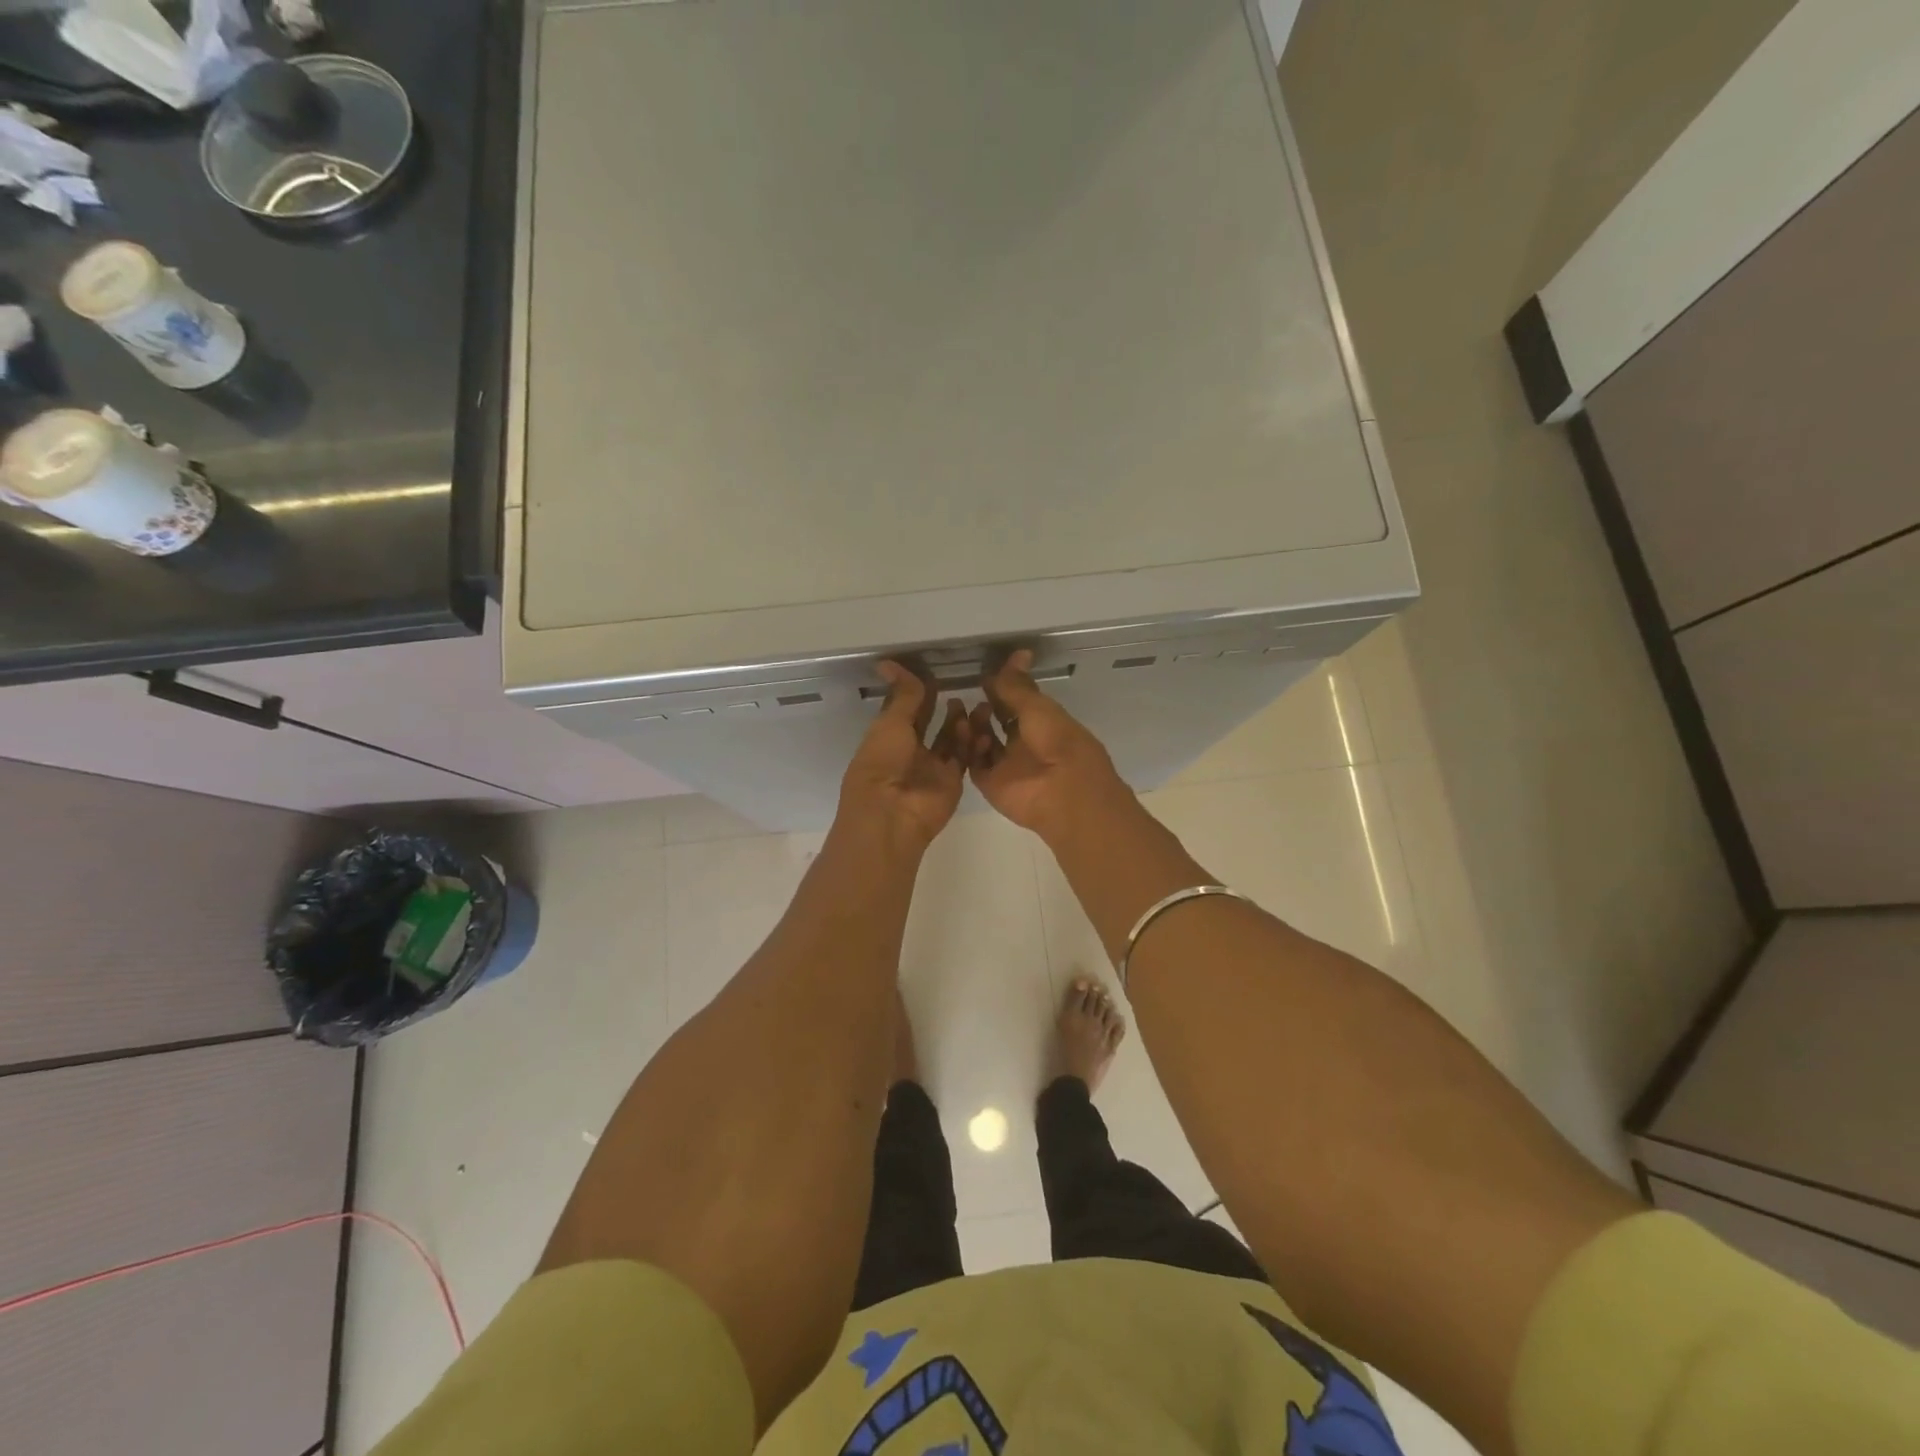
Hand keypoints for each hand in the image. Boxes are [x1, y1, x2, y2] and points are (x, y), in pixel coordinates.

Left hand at [838, 661, 966, 852]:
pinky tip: (981, 725)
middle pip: (930, 725)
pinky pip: (964, 758)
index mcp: (887, 738)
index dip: (918, 692)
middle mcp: (909, 753)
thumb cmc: (882, 764)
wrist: (893, 814)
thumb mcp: (891, 723)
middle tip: (961, 686)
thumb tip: (889, 662)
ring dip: (960, 722)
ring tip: (974, 705)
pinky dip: (972, 742)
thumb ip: (902, 695)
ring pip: (950, 740)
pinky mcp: (952, 781)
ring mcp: (931, 768)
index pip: (906, 710)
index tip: (936, 671)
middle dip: (943, 707)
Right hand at [966, 650, 1131, 839]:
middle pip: (999, 722)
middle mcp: (1025, 745)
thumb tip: (1019, 652)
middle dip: (985, 708)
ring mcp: (1008, 766)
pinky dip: (968, 748)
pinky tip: (967, 734)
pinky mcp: (991, 784)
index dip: (1003, 689)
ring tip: (968, 713)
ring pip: (983, 742)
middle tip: (969, 694)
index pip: (1019, 703)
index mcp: (1045, 725)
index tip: (985, 674)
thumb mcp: (1038, 708)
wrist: (1063, 792)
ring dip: (974, 726)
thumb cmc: (1059, 743)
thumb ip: (1019, 686)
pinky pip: (974, 763)